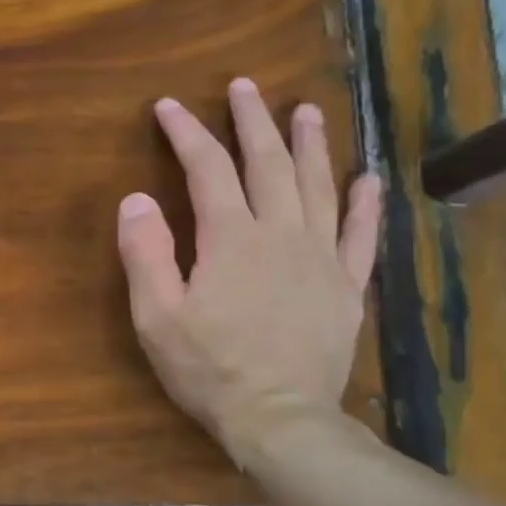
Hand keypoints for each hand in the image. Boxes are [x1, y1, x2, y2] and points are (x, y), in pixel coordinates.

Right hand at [118, 79, 381, 464]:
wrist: (279, 418)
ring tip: (307, 111)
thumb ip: (146, 254)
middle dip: (252, 122)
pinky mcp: (345, 286)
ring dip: (311, 145)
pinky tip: (368, 178)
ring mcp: (320, 258)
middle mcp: (280, 234)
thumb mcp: (156, 316)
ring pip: (318, 186)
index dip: (187, 133)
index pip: (207, 169)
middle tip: (244, 87)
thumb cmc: (209, 368)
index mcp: (230, 238)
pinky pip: (360, 235)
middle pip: (268, 164)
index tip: (168, 106)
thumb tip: (136, 198)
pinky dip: (366, 204)